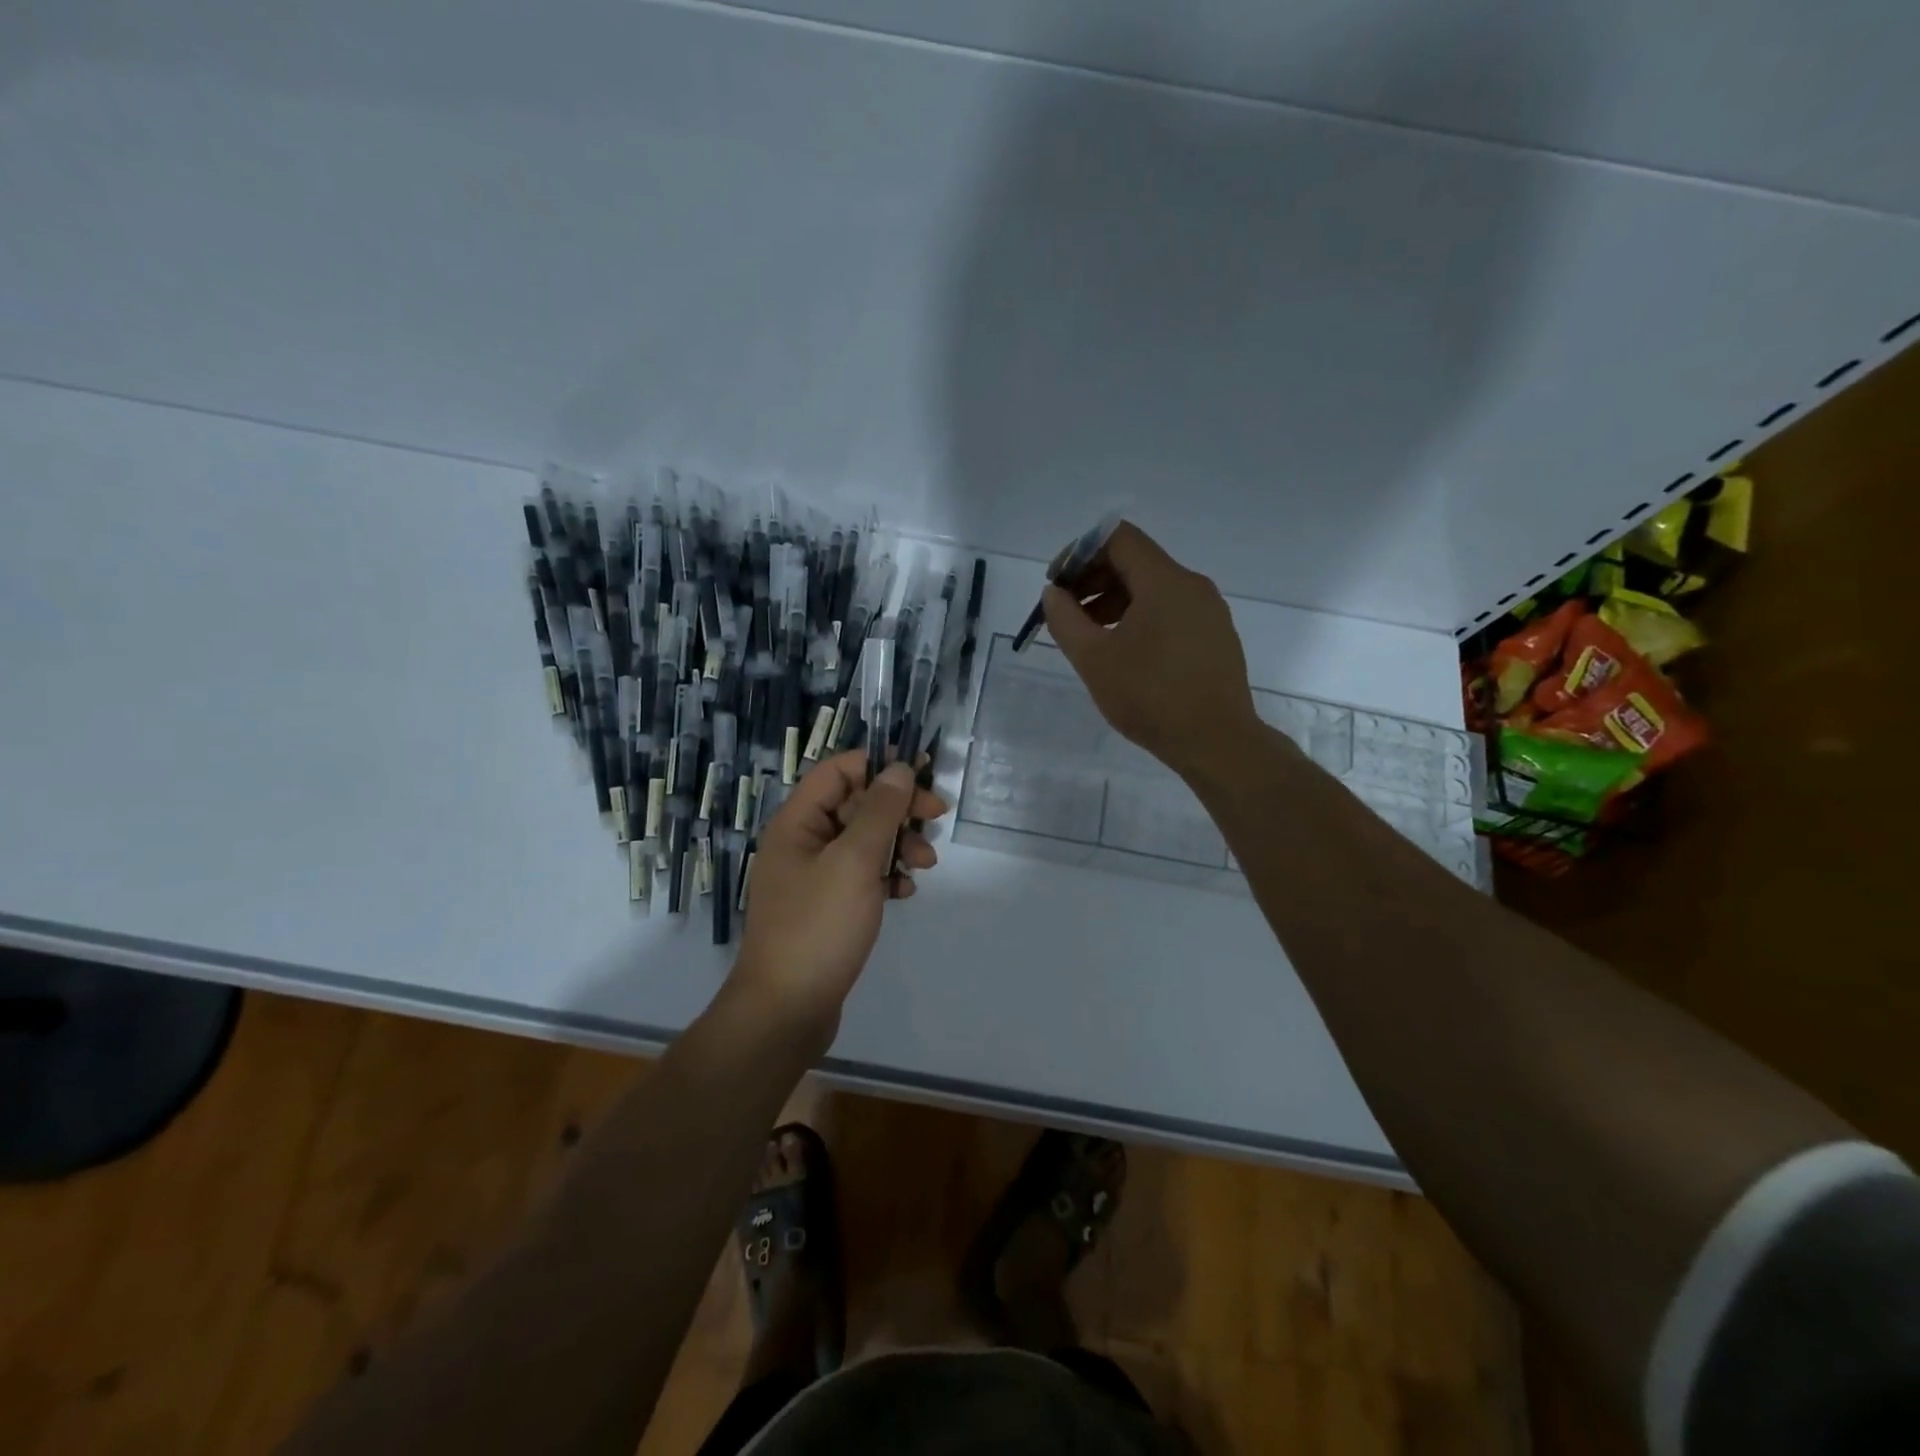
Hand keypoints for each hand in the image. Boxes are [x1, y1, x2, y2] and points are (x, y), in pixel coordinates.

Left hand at [731, 752, 947, 1031]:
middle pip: (856, 804)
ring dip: (898, 843)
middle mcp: (803, 842)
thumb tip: (899, 769)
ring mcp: (815, 877)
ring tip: (926, 863)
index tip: (921, 770)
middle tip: (937, 814)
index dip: (877, 764)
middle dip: (897, 807)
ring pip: (864, 841)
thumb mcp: (854, 862)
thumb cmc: (817, 926)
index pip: (838, 771)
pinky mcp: (828, 907)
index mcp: (797, 822)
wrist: (787, 1009)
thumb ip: (879, 811)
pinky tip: (905, 892)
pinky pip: (863, 875)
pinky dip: (887, 876)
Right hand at [1042, 521, 1261, 781]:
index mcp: (1164, 581)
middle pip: (1135, 561)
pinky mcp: (1215, 636)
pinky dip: (1140, 618)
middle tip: (1066, 612)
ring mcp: (1209, 611)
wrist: (1217, 741)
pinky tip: (1125, 653)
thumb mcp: (1093, 659)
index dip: (1079, 552)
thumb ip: (1065, 620)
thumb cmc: (1150, 697)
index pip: (1117, 538)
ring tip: (1090, 637)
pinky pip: (1171, 611)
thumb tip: (1054, 594)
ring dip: (1114, 601)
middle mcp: (1192, 585)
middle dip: (1093, 579)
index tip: (1057, 584)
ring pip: (1153, 588)